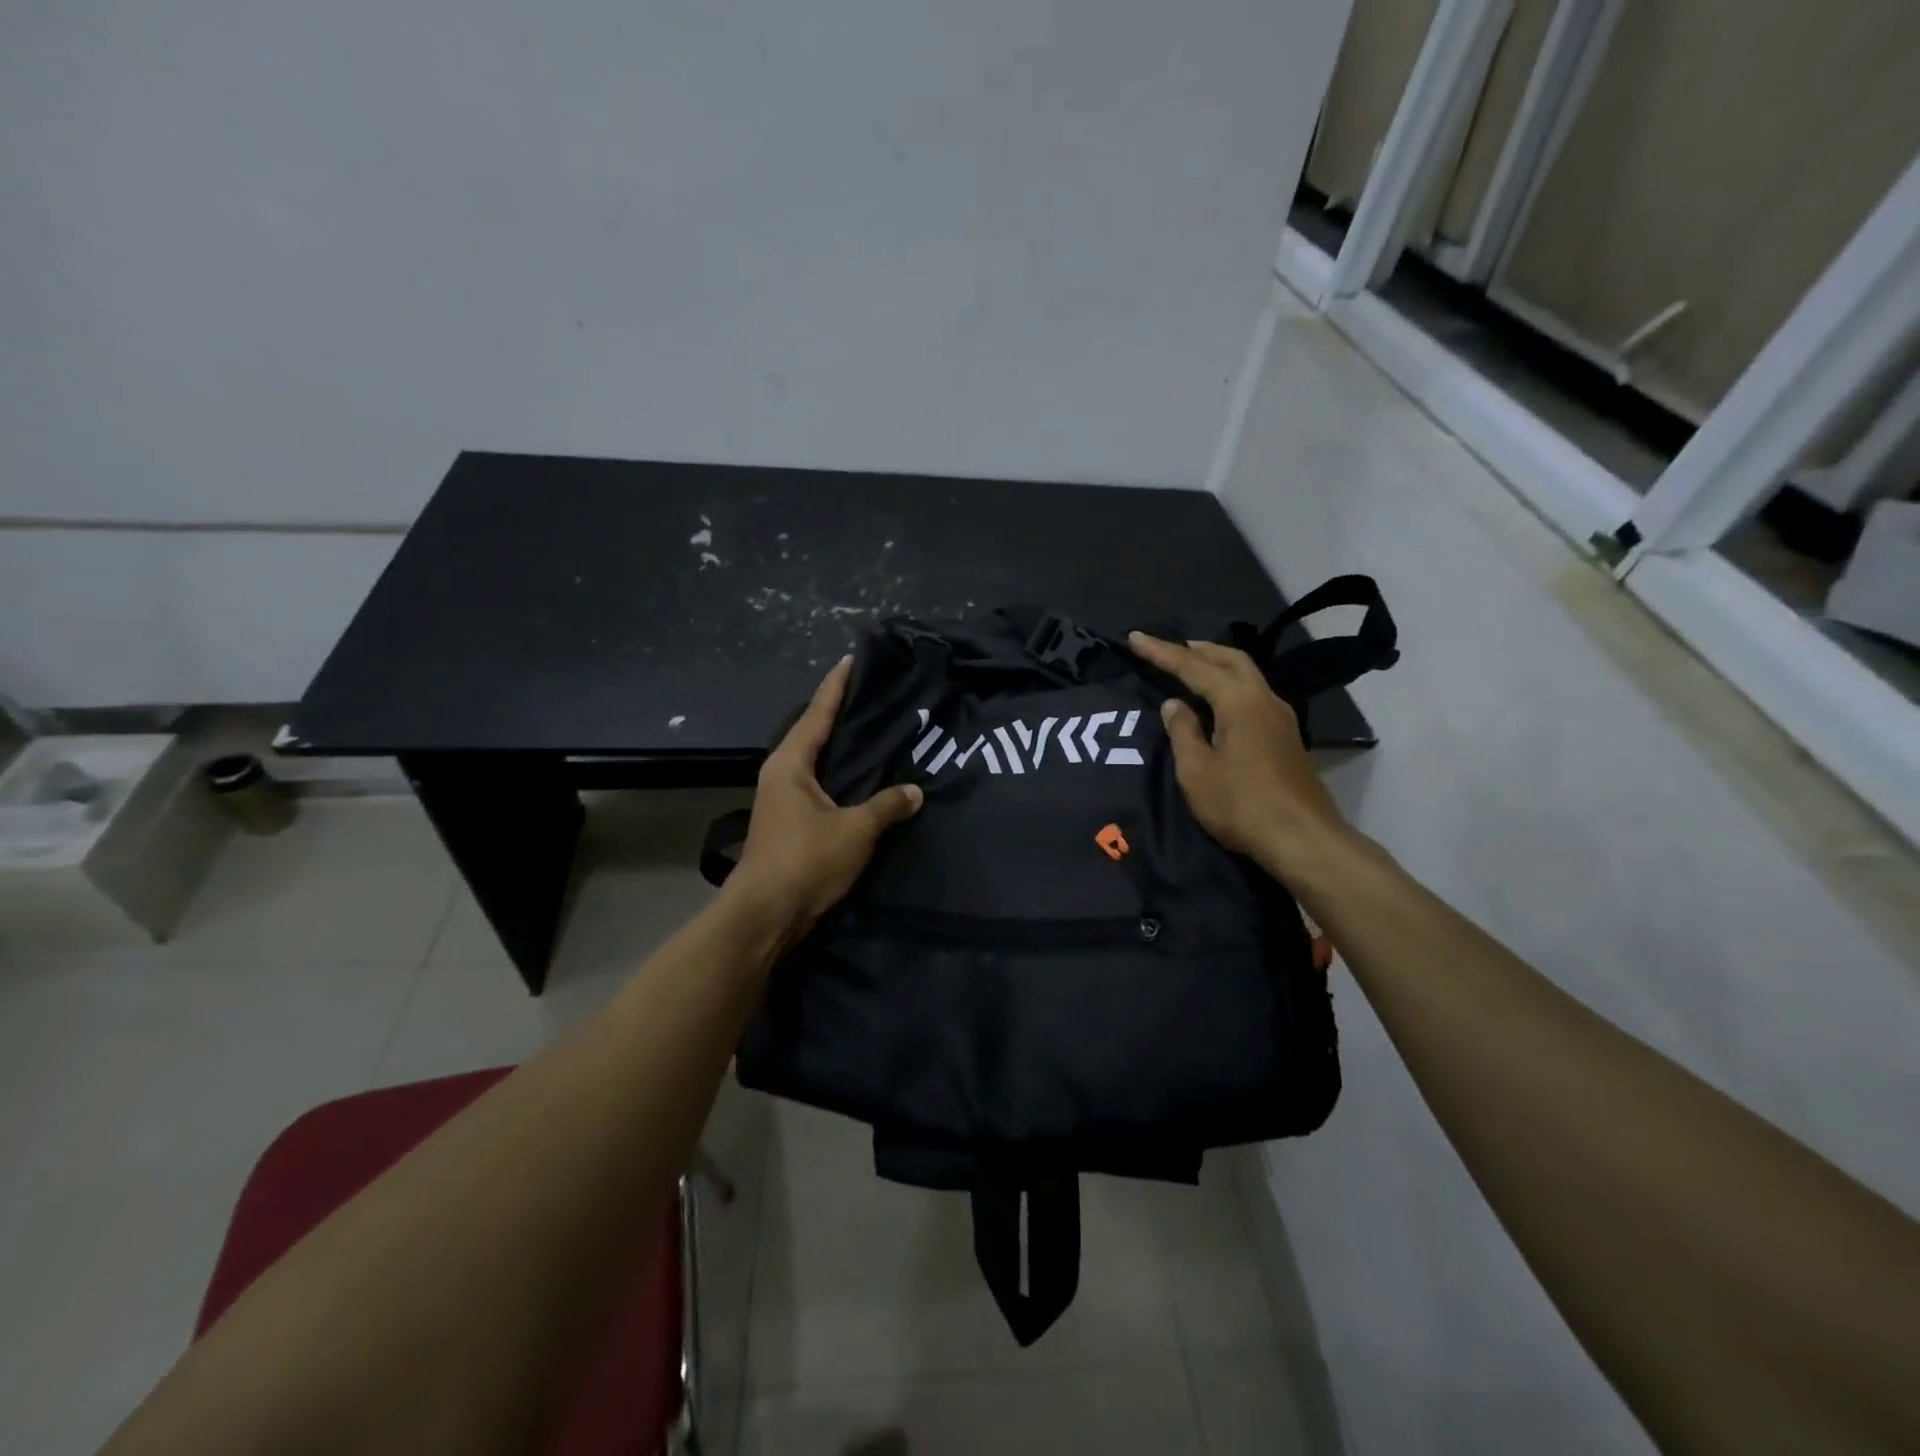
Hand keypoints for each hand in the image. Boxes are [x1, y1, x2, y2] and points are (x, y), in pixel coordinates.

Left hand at [725, 655, 923, 937]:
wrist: (766, 915)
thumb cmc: (806, 861)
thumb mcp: (855, 830)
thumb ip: (887, 806)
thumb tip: (916, 791)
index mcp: (790, 763)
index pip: (818, 712)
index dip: (837, 685)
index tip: (852, 659)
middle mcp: (782, 774)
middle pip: (814, 732)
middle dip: (841, 713)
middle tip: (876, 696)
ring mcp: (783, 800)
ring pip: (818, 762)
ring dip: (842, 747)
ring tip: (876, 732)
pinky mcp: (791, 823)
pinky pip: (822, 786)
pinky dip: (843, 776)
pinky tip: (866, 780)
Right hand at [1128, 633, 1349, 874]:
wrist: (1302, 839)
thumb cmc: (1241, 804)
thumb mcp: (1197, 771)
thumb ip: (1183, 732)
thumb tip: (1174, 705)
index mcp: (1239, 702)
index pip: (1193, 667)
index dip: (1162, 652)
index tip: (1136, 638)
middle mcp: (1264, 699)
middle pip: (1231, 660)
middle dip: (1199, 650)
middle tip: (1171, 648)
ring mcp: (1281, 718)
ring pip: (1247, 676)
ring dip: (1218, 666)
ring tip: (1193, 668)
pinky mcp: (1287, 738)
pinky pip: (1254, 695)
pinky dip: (1231, 686)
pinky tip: (1219, 702)